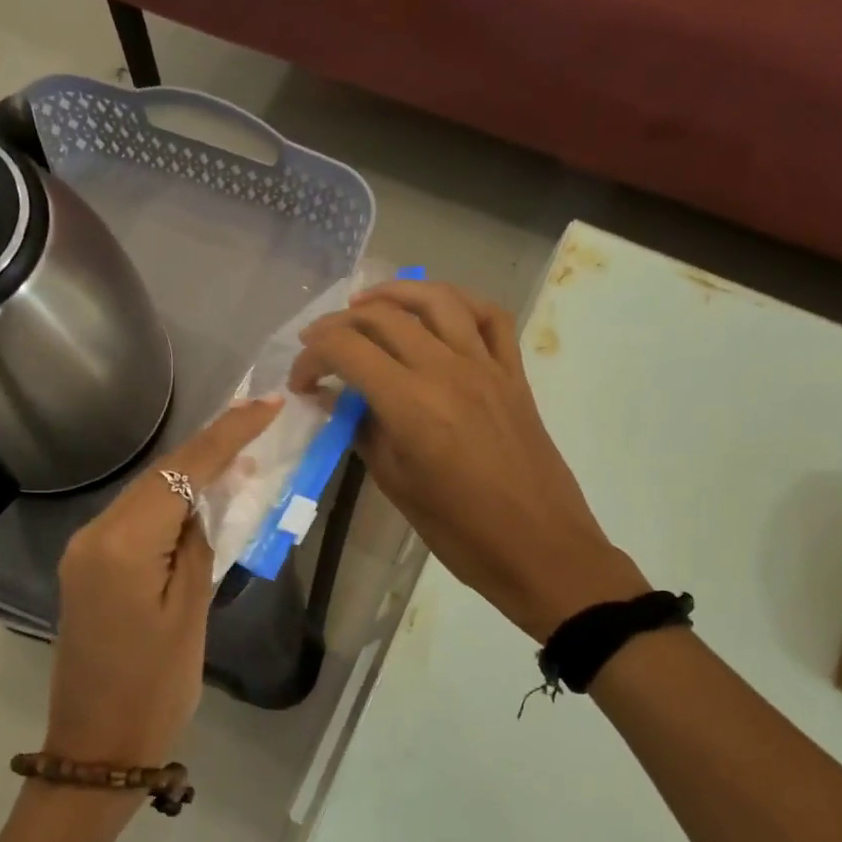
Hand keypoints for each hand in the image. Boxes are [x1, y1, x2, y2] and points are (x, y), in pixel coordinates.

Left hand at [46, 397, 282, 767]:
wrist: (96, 750)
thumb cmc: (155, 690)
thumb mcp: (191, 613)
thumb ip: (198, 544)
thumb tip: (205, 500)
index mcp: (121, 544)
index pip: (181, 473)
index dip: (227, 435)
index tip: (266, 405)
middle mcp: (94, 534)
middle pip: (159, 475)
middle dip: (210, 445)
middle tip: (259, 418)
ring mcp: (85, 550)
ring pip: (146, 494)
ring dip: (191, 473)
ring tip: (241, 450)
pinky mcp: (88, 567)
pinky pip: (135, 519)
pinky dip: (170, 504)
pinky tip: (201, 498)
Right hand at [289, 280, 645, 639]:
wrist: (539, 548)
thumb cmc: (460, 530)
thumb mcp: (396, 484)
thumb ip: (364, 432)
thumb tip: (339, 402)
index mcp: (411, 404)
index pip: (347, 349)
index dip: (312, 357)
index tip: (301, 381)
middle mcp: (447, 370)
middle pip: (383, 317)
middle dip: (339, 323)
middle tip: (320, 344)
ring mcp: (486, 365)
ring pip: (437, 299)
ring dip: (394, 293)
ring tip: (367, 304)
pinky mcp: (514, 373)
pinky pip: (490, 317)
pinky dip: (458, 302)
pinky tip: (436, 312)